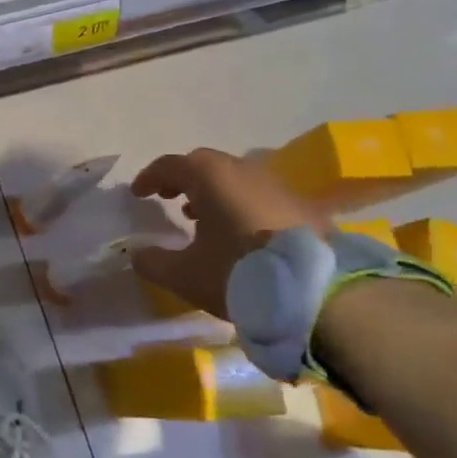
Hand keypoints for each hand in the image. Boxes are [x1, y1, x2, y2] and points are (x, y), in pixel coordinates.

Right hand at [128, 149, 321, 317]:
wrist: (320, 292)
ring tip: (201, 218)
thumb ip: (153, 262)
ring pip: (234, 179)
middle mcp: (243, 170)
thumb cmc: (240, 272)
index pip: (170, 165)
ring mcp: (276, 186)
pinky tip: (238, 234)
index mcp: (209, 176)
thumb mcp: (184, 274)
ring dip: (213, 192)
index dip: (150, 177)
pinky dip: (239, 205)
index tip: (138, 193)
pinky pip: (259, 196)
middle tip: (168, 199)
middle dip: (182, 179)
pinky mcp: (302, 207)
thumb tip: (136, 254)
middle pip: (204, 165)